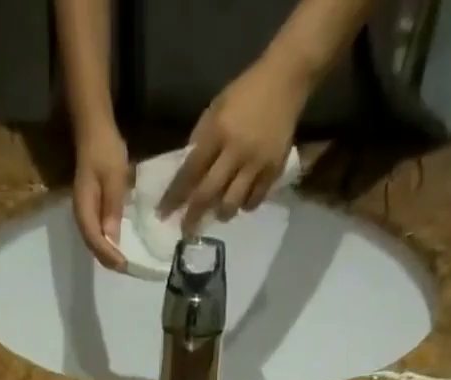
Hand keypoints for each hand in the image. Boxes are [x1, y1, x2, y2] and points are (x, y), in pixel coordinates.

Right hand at [72, 124, 129, 269]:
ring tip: (124, 263)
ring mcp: (85, 214)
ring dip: (108, 254)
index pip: (95, 240)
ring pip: (95, 242)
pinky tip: (119, 246)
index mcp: (84, 209)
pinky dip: (108, 244)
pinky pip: (97, 233)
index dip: (109, 255)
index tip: (124, 265)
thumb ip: (112, 208)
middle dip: (109, 260)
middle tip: (127, 269)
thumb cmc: (105, 150)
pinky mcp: (90, 210)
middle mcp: (81, 216)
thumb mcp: (114, 177)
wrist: (94, 130)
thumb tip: (112, 238)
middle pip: (93, 246)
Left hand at [161, 56, 306, 234]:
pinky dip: (244, 205)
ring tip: (218, 212)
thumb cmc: (246, 92)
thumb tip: (188, 172)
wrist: (286, 78)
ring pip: (232, 203)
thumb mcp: (217, 107)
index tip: (163, 214)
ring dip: (221, 213)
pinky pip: (254, 200)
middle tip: (186, 231)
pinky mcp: (274, 169)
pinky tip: (241, 201)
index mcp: (218, 131)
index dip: (175, 196)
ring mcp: (256, 163)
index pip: (190, 172)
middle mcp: (236, 151)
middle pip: (209, 194)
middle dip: (194, 216)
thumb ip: (202, 138)